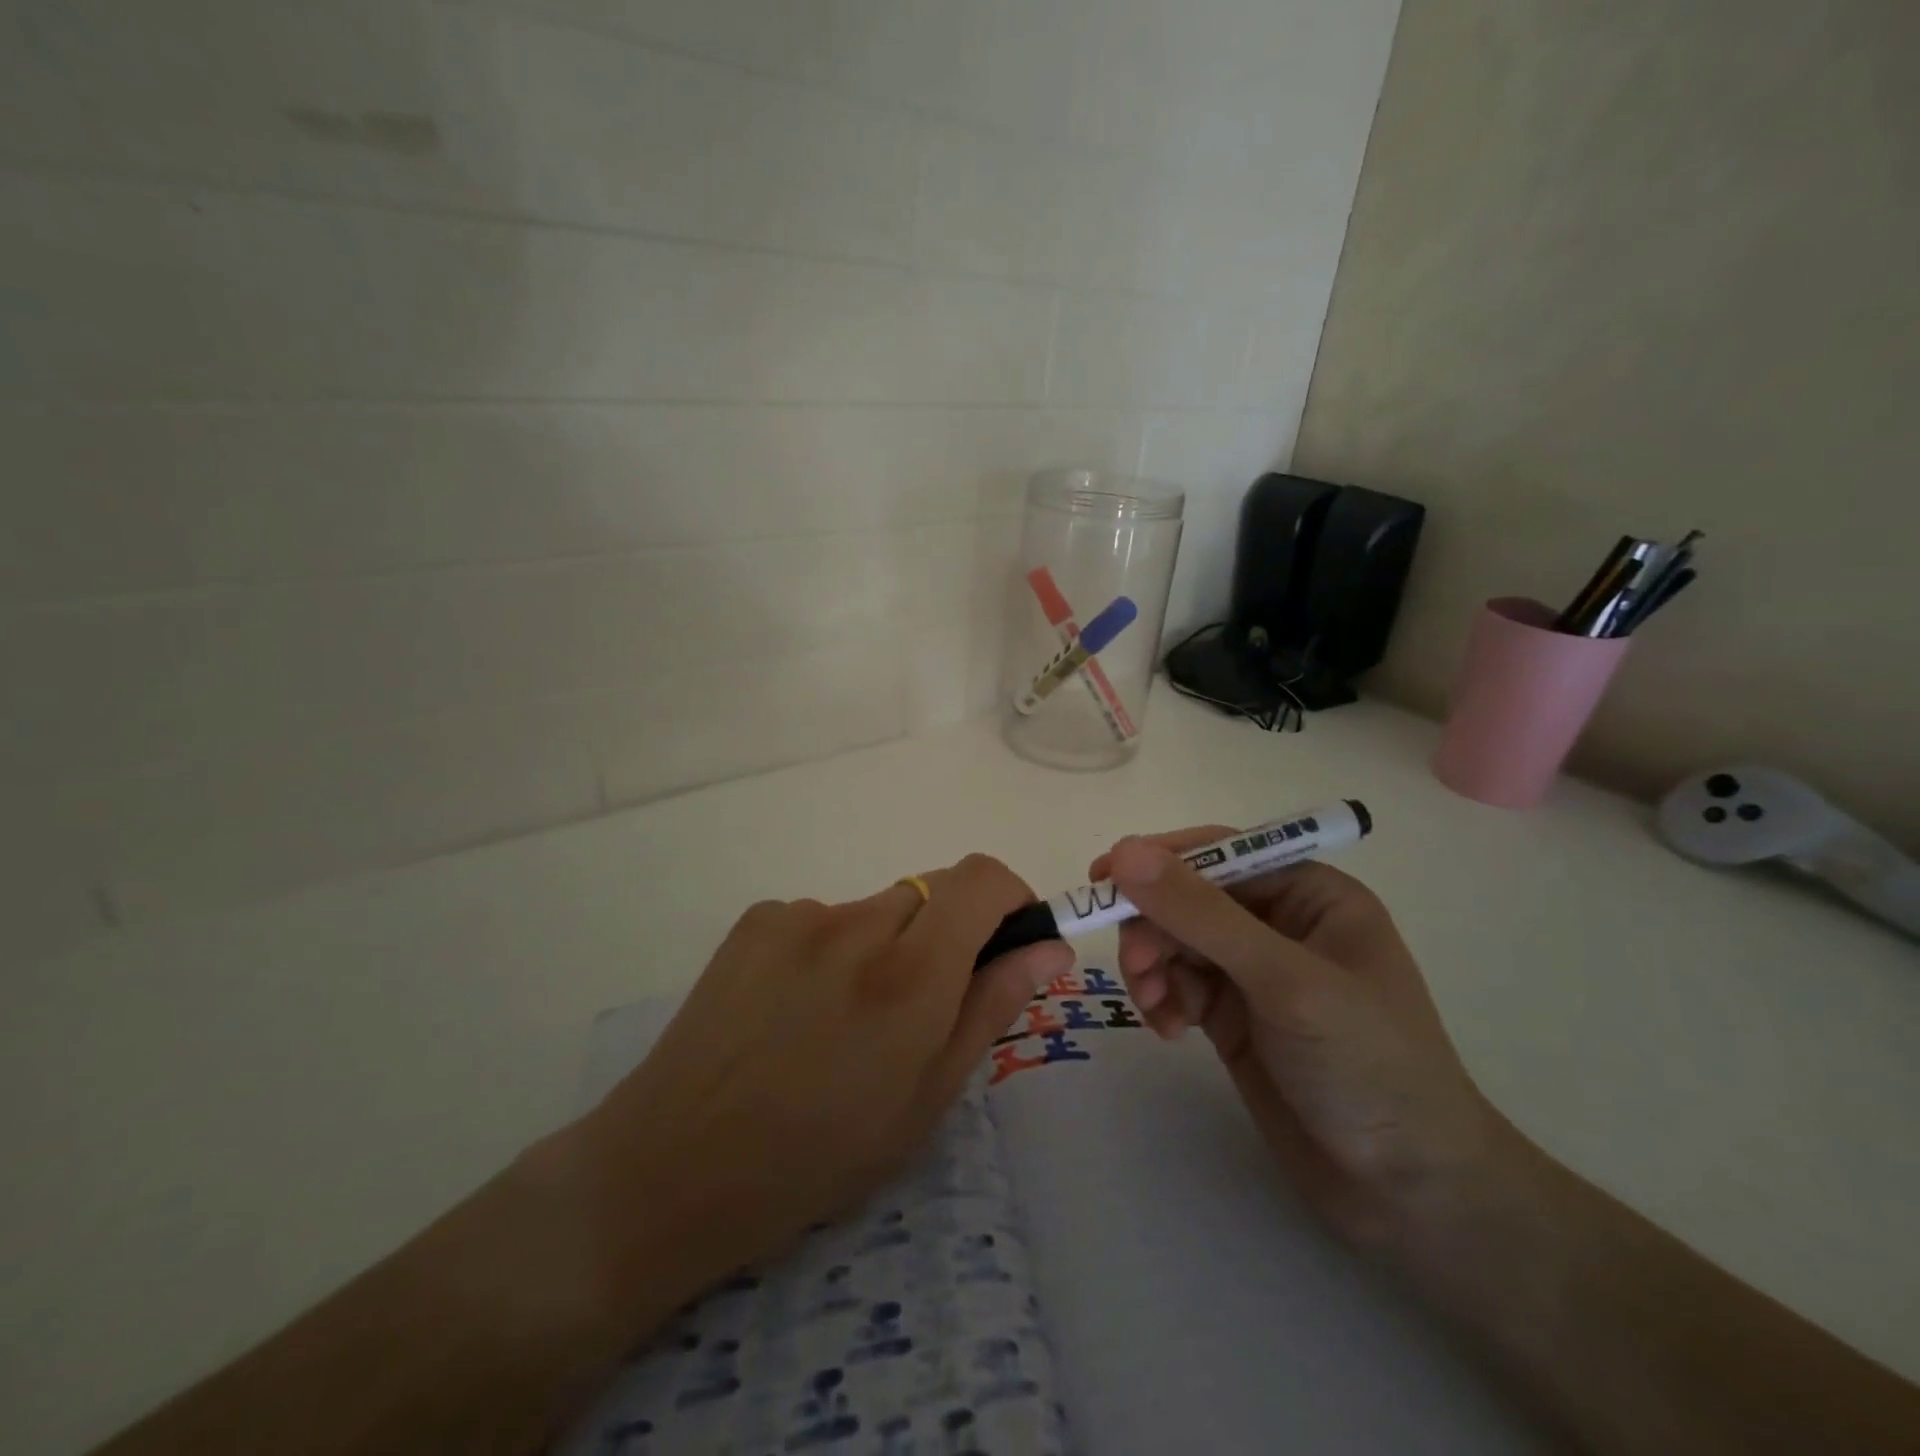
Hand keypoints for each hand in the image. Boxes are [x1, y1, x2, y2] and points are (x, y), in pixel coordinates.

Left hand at [578, 854, 1072, 1301]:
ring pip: (876, 910)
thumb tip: (1048, 948)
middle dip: (943, 937)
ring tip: (840, 1021)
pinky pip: (823, 917)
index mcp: (910, 975)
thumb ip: (991, 1006)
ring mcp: (799, 914)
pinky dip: (832, 949)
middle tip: (914, 1009)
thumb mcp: (925, 1099)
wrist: (671, 1166)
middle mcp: (856, 924)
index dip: (1008, 897)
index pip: (981, 879)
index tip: (1007, 941)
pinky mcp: (757, 918)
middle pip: (930, 894)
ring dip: (884, 946)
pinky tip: (794, 1010)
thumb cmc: (817, 1156)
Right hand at [1095, 830, 1516, 1252]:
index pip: (1220, 852)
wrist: (1408, 1193)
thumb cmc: (1366, 1065)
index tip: (1103, 878)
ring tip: (1155, 1006)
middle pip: (1188, 897)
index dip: (1160, 861)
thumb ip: (1201, 914)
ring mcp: (1254, 971)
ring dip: (1152, 965)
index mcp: (1309, 893)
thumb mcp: (1284, 981)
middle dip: (1154, 925)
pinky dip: (1162, 998)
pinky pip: (1178, 983)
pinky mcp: (1234, 1015)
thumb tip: (1125, 851)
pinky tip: (1169, 1030)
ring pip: (1175, 940)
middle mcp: (1279, 922)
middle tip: (1136, 966)